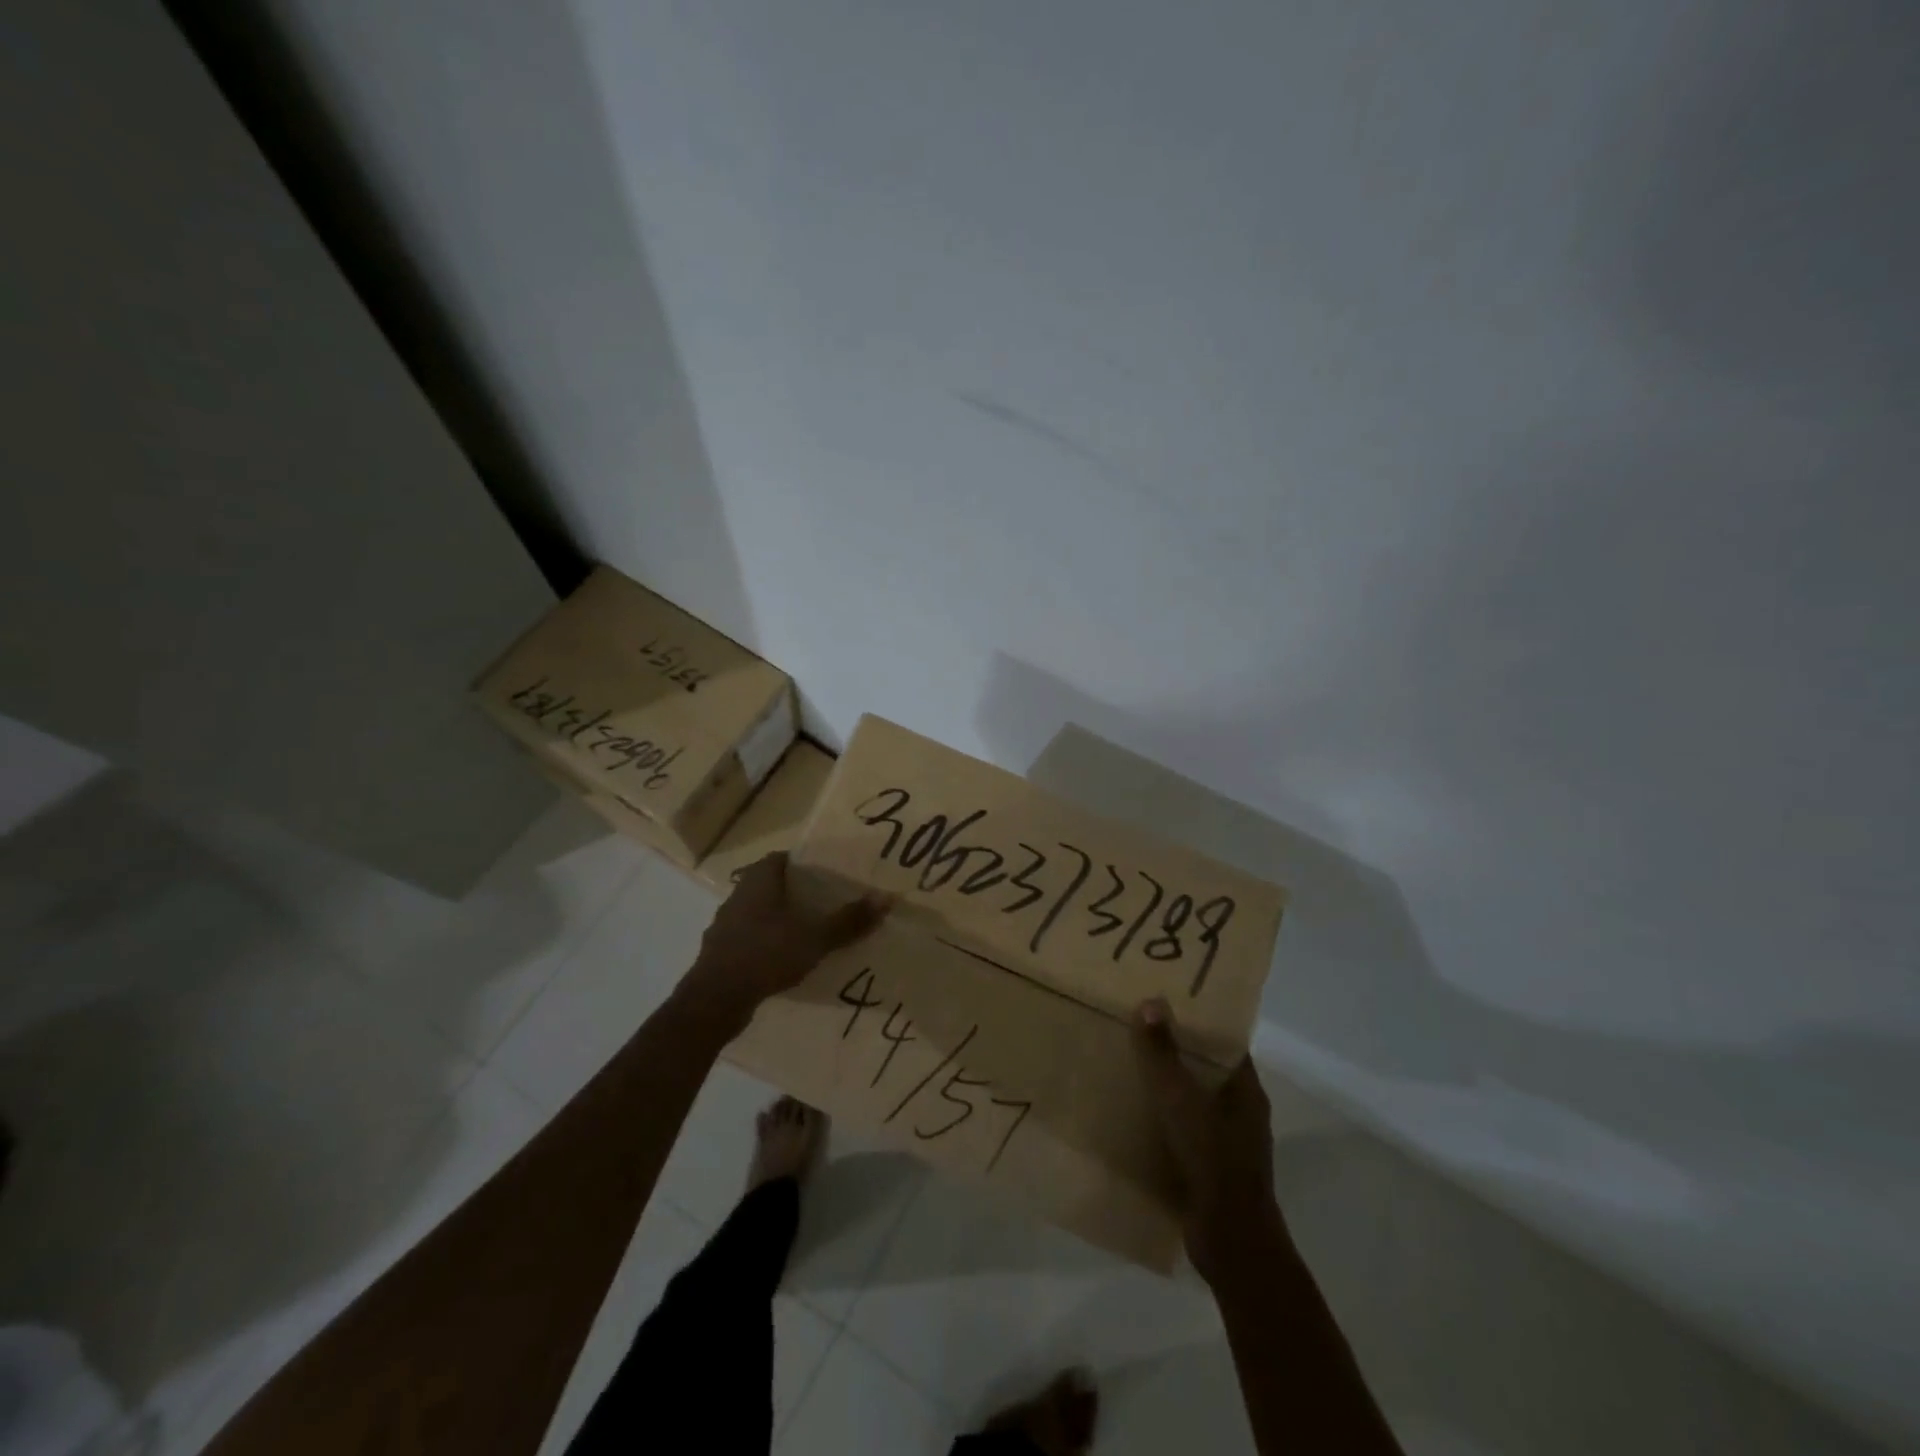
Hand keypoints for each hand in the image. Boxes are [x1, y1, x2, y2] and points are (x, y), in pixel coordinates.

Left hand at [680, 853, 887, 1027]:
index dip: (802, 863)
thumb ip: (849, 920)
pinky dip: (766, 944)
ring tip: (808, 932)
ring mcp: (725, 925)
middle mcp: (738, 895)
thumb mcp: (815, 938)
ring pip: (758, 913)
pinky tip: (784, 960)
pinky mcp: (720, 952)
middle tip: (825, 902)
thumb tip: (887, 898)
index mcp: (758, 881)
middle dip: (795, 892)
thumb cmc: (766, 955)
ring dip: (779, 919)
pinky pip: (749, 939)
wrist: (714, 1000)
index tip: (826, 873)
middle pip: (770, 884)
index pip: (780, 858)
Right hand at [1134, 997, 1284, 1281]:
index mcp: (1246, 1091)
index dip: (1199, 1024)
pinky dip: (1164, 1123)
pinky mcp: (1212, 1172)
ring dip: (1168, 1091)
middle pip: (1208, 1072)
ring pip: (1195, 1104)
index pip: (1225, 1045)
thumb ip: (1163, 1053)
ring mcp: (1229, 1146)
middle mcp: (1242, 1114)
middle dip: (1177, 1054)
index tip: (1167, 1005)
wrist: (1230, 1241)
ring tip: (1129, 1070)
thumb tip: (1151, 1002)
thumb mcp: (1180, 1099)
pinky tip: (1134, 1117)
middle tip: (1138, 1032)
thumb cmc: (1212, 1158)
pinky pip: (1186, 1134)